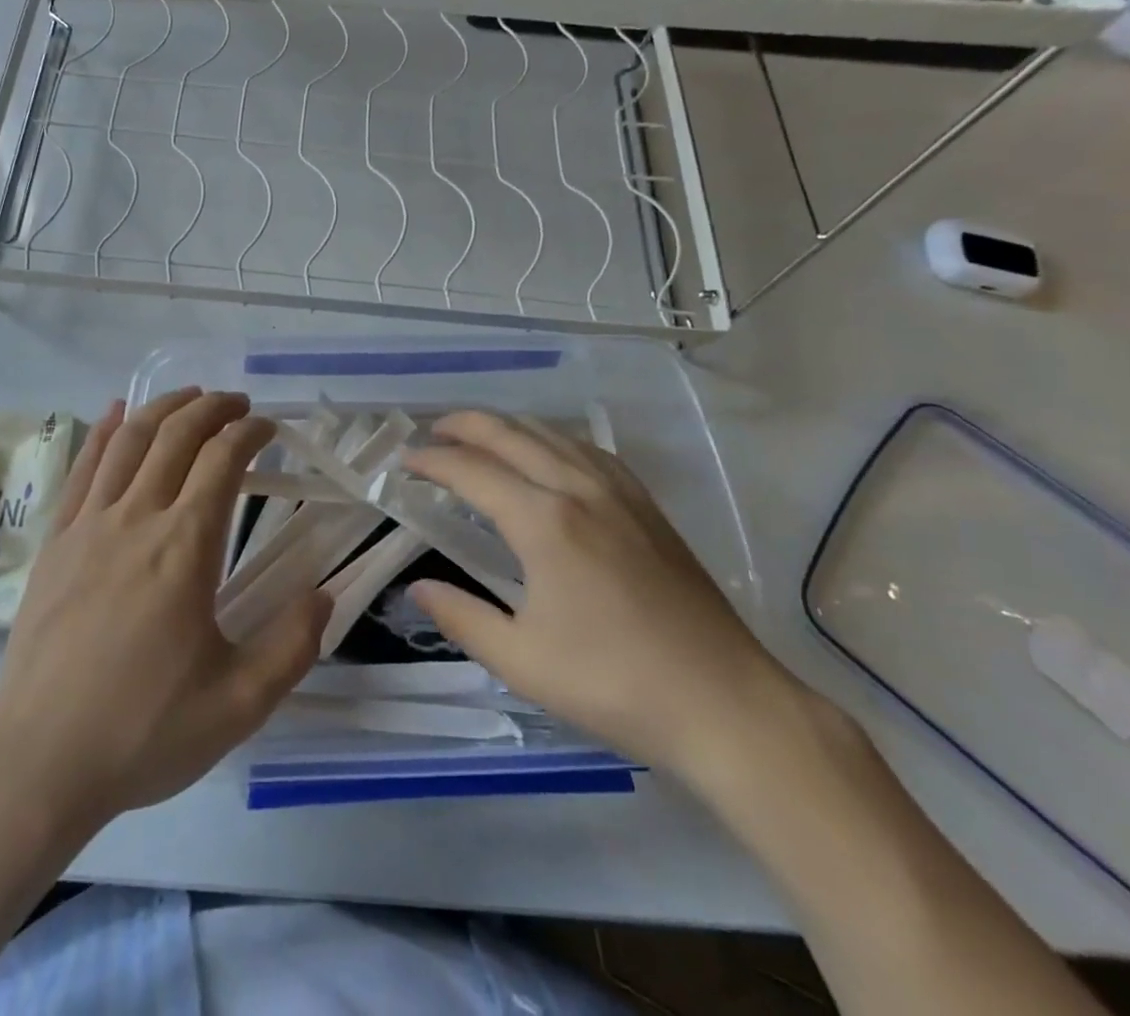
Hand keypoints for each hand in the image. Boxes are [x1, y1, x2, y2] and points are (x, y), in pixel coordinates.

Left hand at [0, 388, 328, 827]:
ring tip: (190, 397)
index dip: (250, 433)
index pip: (222, 460)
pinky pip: (83, 468)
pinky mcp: (56, 542)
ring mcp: (88, 525)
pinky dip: (104, 431)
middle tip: (238, 404)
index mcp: (184, 547)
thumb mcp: (238, 703)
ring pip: (128, 440)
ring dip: (163, 408)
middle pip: (176, 436)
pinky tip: (115, 413)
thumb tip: (325, 596)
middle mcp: (136, 518)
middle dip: (212, 409)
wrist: (39, 760)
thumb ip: (292, 645)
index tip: (269, 429)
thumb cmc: (143, 730)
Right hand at [403, 412, 793, 777]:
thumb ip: (461, 617)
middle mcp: (578, 489)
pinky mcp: (647, 506)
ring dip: (507, 427)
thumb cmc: (614, 684)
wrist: (725, 704)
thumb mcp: (522, 661)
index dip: (432, 462)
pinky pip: (589, 450)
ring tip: (479, 436)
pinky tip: (550, 454)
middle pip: (510, 434)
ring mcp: (618, 492)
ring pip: (552, 434)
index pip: (472, 471)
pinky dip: (553, 440)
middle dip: (464, 426)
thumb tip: (417, 588)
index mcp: (544, 522)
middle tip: (431, 433)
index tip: (404, 463)